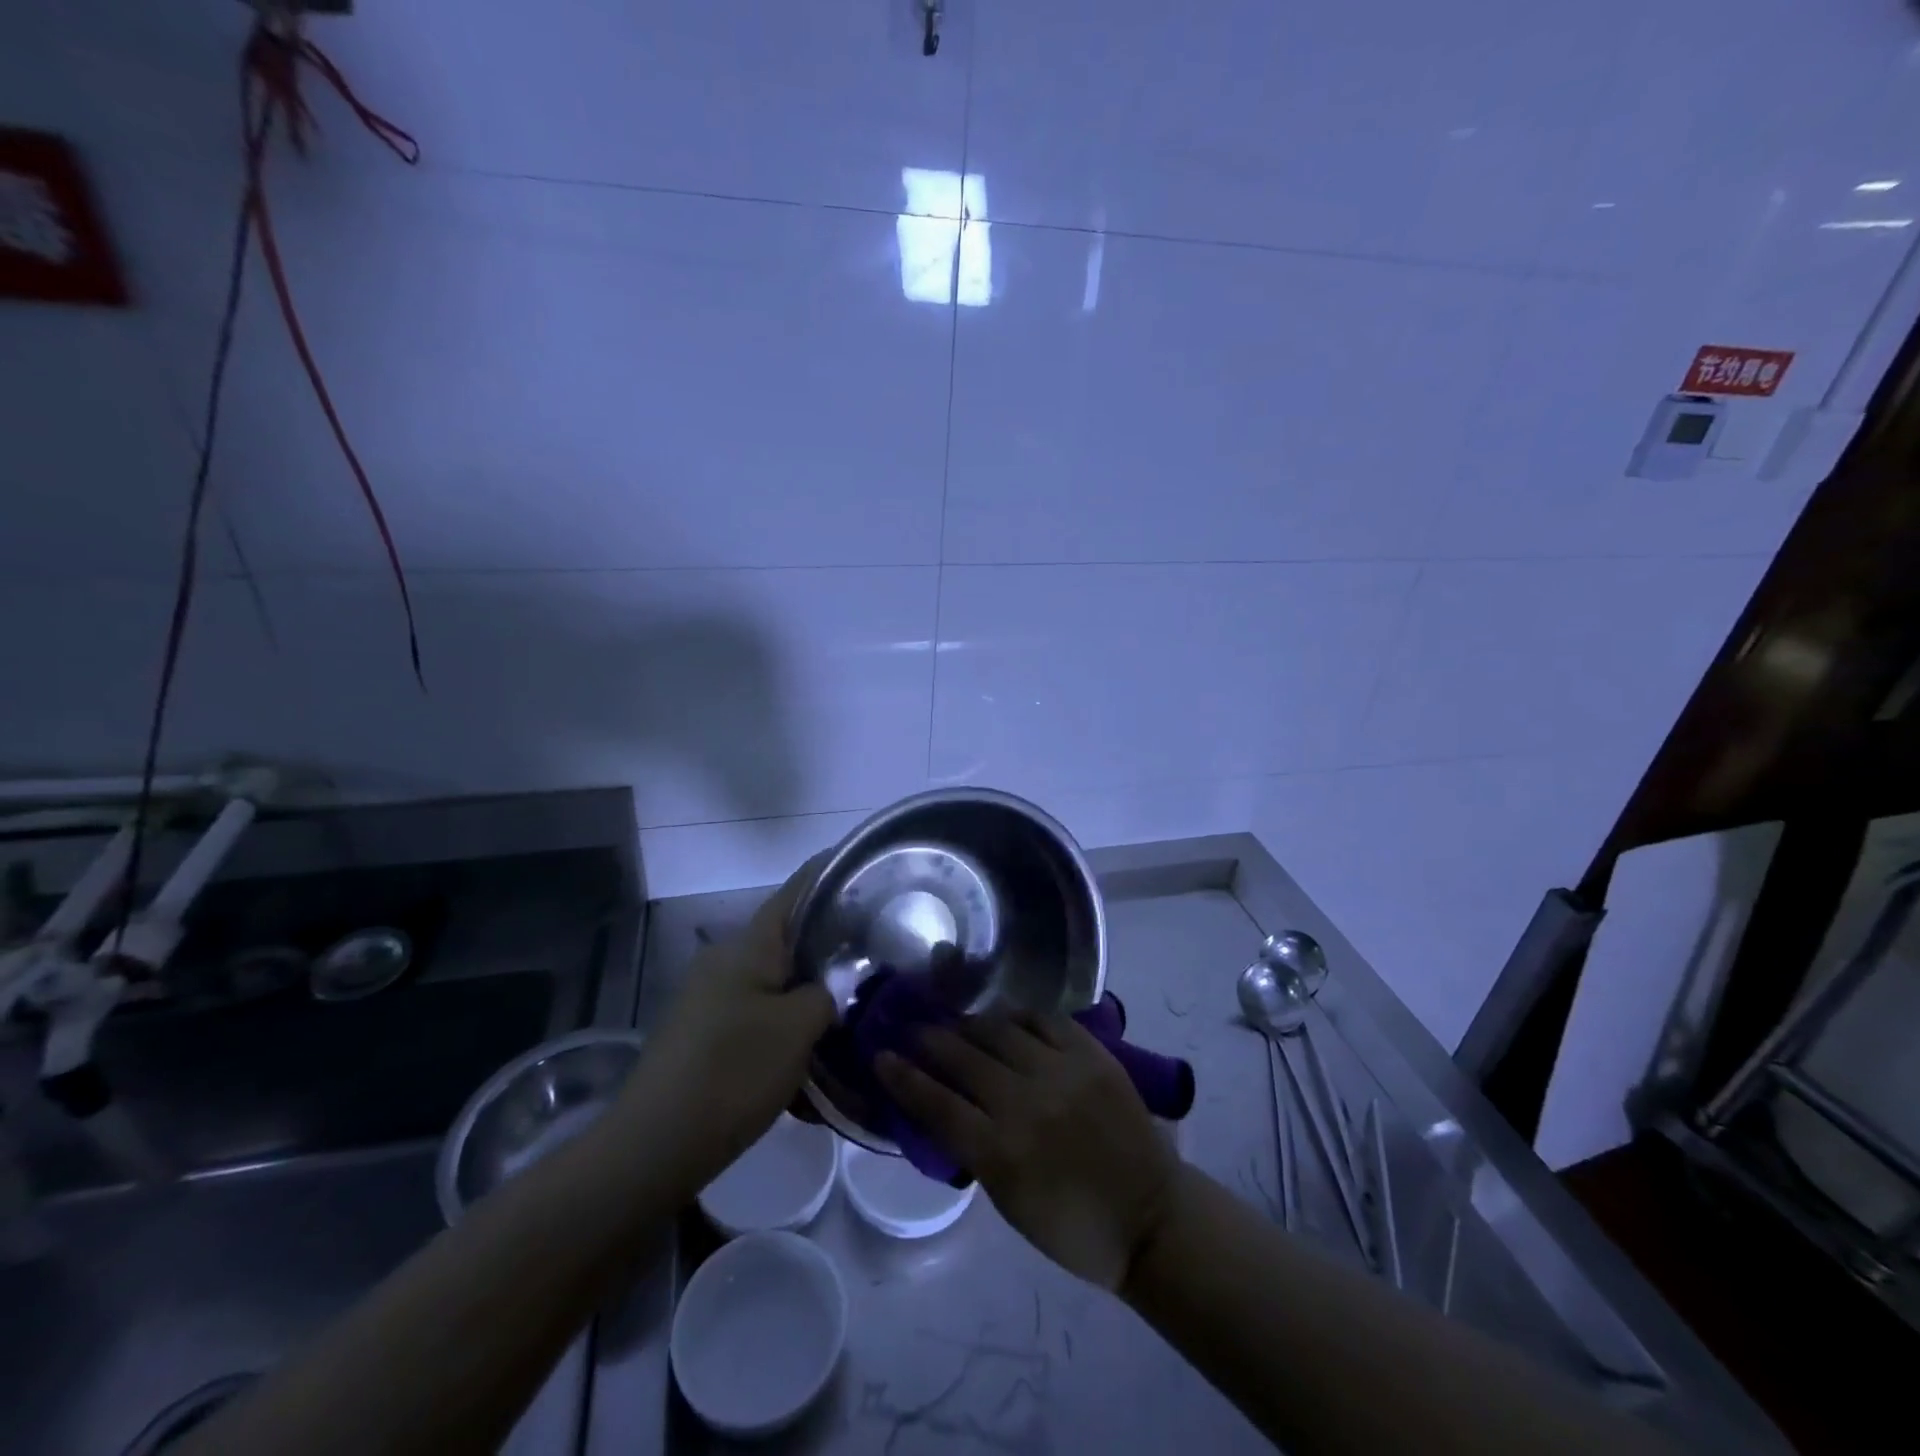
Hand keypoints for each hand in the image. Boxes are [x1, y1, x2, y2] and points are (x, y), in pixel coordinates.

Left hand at [618, 860, 834, 1195]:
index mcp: (749, 946)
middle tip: (874, 952)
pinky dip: (786, 1029)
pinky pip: (757, 1017)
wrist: (655, 1144)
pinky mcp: (704, 1033)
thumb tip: (829, 988)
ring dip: (809, 995)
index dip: (829, 871)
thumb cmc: (733, 1071)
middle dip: (829, 943)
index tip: (864, 864)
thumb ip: (825, 994)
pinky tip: (811, 1061)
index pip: (796, 891)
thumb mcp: (797, 1028)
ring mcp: (711, 998)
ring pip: (775, 982)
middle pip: (788, 938)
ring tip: (850, 1011)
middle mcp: (726, 961)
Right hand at [876, 1015, 1179, 1289]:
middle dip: (930, 1041)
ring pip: (1000, 1031)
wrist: (1150, 1216)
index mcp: (1001, 1153)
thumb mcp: (1008, 1201)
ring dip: (970, 1024)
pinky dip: (1018, 1016)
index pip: (936, 1104)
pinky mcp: (1092, 1054)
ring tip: (956, 1020)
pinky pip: (1044, 1020)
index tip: (881, 1056)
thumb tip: (941, 1105)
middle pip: (963, 1059)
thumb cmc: (1072, 1227)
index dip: (903, 1077)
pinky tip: (1005, 1016)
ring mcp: (1062, 1072)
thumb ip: (973, 1148)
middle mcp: (1026, 1103)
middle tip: (913, 1029)